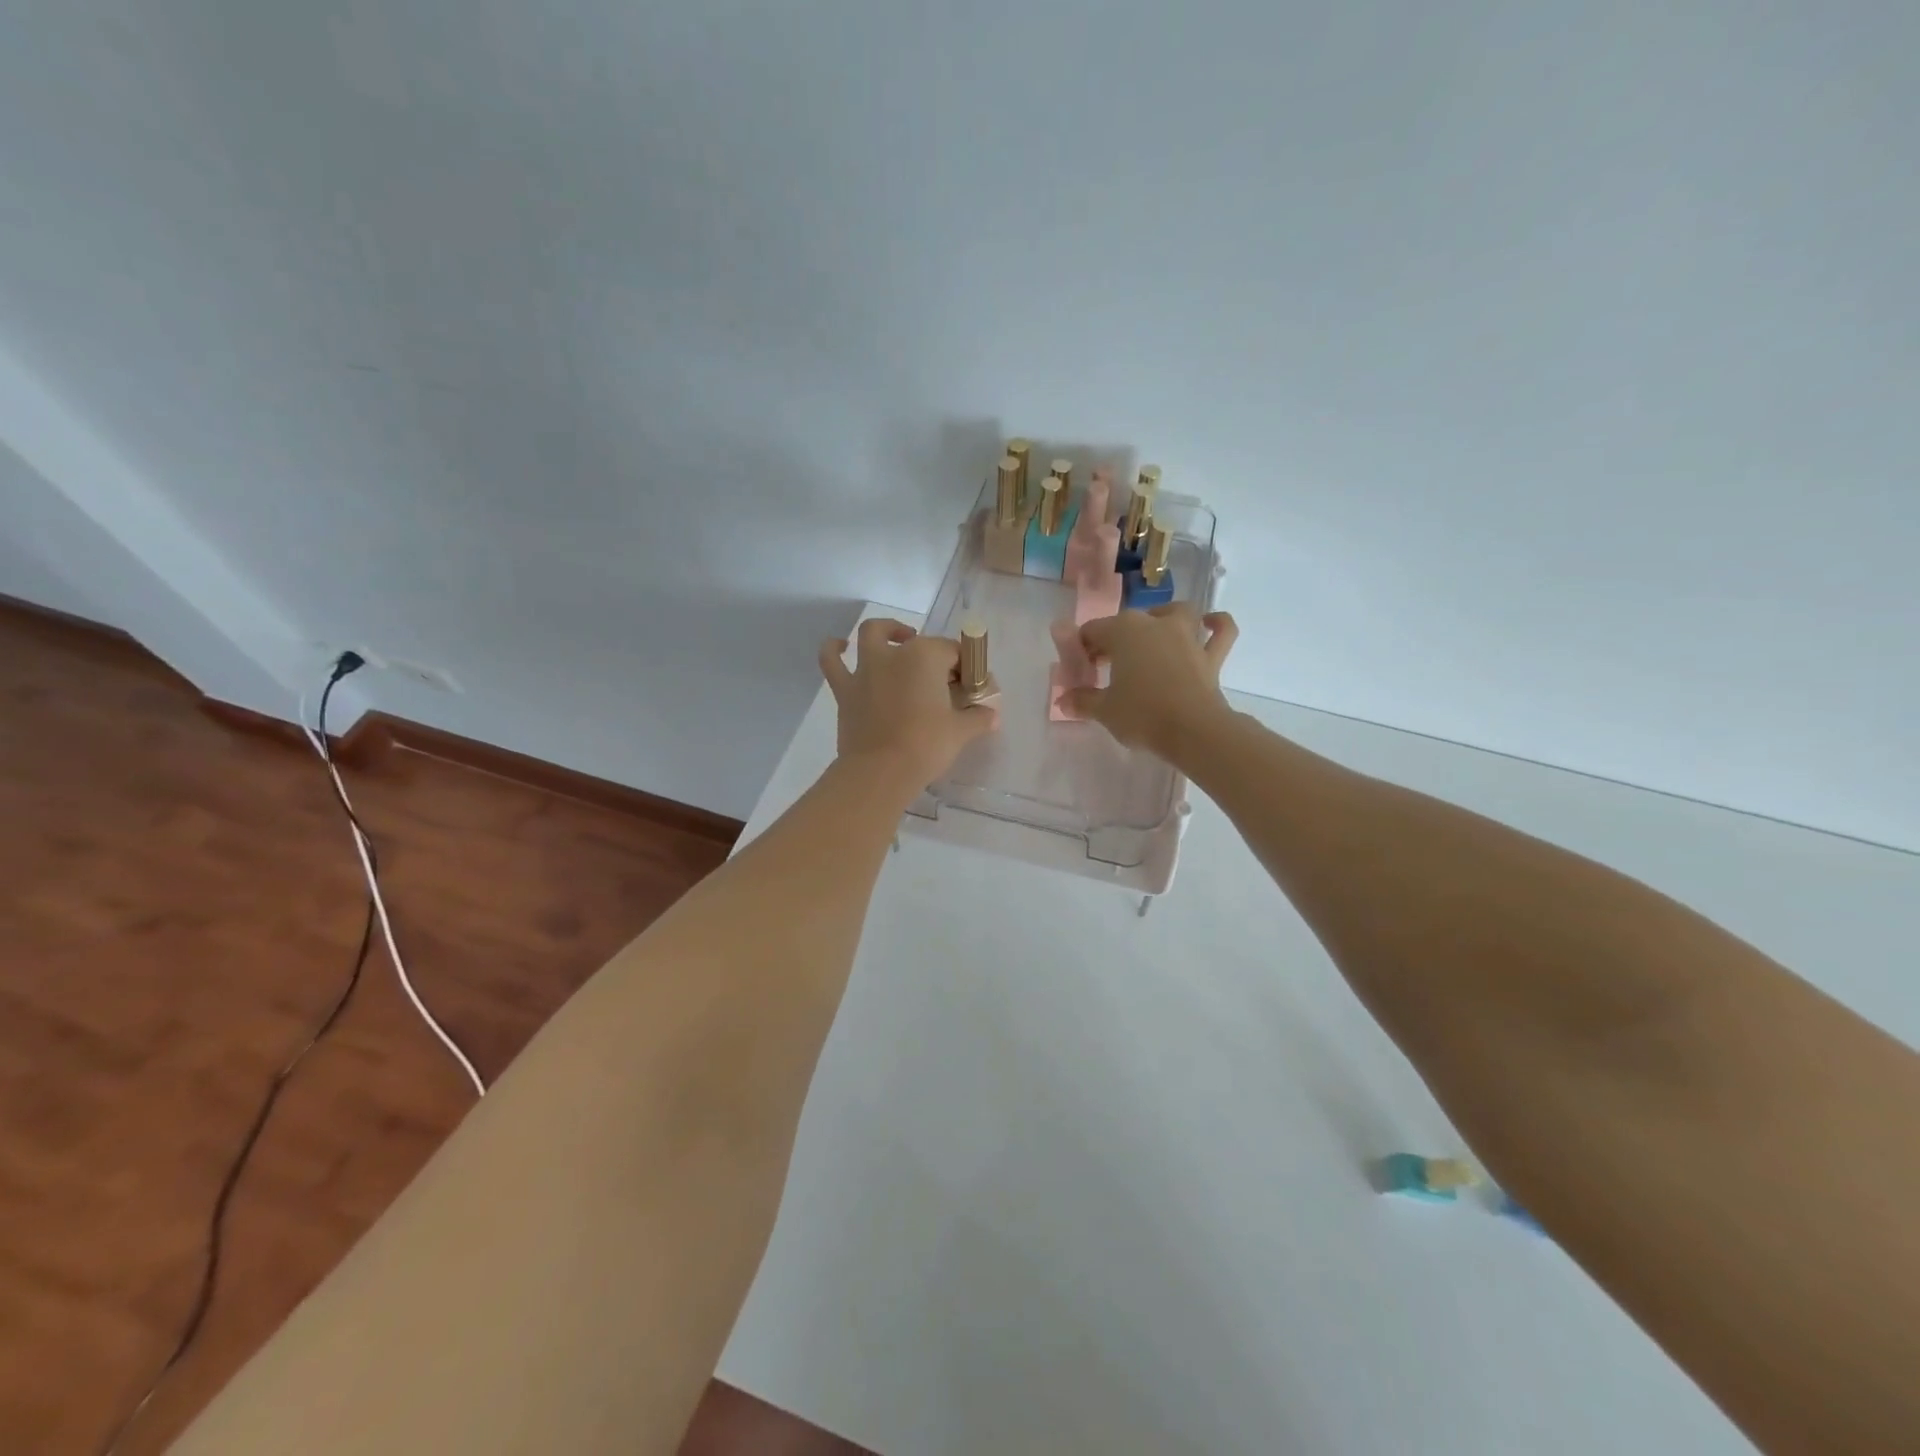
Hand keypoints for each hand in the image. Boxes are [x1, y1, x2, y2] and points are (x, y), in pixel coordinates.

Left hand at [819, 619, 998, 789]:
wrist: (880, 772)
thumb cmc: (926, 745)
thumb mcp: (961, 731)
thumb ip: (978, 717)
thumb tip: (991, 714)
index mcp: (925, 656)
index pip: (953, 652)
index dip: (965, 668)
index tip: (971, 688)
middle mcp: (893, 654)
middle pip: (919, 644)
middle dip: (934, 654)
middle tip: (943, 679)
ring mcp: (865, 669)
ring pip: (872, 635)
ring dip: (886, 632)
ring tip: (898, 640)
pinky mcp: (845, 690)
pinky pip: (832, 661)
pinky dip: (834, 649)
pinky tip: (840, 646)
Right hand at [1064, 605, 1238, 761]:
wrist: (1193, 730)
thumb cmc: (1141, 714)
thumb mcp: (1104, 710)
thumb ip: (1083, 701)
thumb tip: (1063, 700)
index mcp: (1123, 631)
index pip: (1092, 631)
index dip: (1081, 650)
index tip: (1079, 671)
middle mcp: (1155, 623)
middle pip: (1127, 623)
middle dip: (1113, 640)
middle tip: (1105, 667)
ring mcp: (1186, 636)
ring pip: (1174, 613)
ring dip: (1163, 619)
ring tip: (1153, 635)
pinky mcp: (1211, 655)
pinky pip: (1220, 631)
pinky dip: (1216, 624)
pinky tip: (1209, 623)